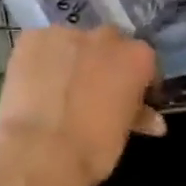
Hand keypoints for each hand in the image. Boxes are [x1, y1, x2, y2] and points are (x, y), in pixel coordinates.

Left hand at [0, 26, 164, 185]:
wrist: (39, 152)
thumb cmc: (92, 150)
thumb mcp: (123, 134)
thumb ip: (138, 115)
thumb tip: (152, 119)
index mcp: (136, 57)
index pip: (143, 60)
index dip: (136, 80)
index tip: (130, 99)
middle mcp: (105, 37)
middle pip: (108, 44)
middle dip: (103, 63)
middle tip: (92, 91)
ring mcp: (67, 33)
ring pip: (72, 42)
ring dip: (71, 59)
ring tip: (58, 89)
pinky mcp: (32, 37)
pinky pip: (41, 45)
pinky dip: (40, 60)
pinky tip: (34, 83)